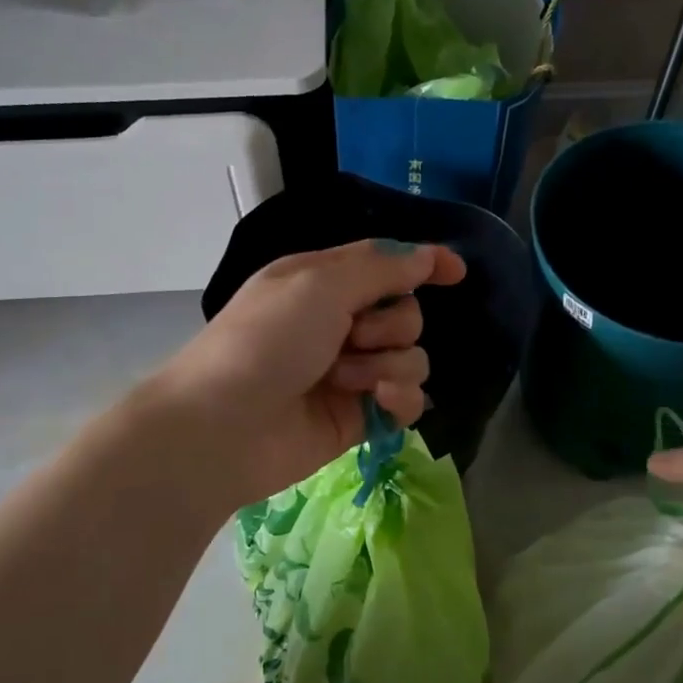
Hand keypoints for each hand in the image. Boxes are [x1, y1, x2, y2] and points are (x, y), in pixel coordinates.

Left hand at [150, 239, 466, 504]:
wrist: (225, 427)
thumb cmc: (265, 342)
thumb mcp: (319, 286)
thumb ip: (380, 269)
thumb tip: (426, 255)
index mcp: (323, 282)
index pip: (386, 263)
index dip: (423, 263)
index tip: (456, 273)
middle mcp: (340, 324)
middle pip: (406, 313)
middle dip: (389, 325)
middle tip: (350, 338)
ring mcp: (352, 372)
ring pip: (412, 357)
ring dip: (386, 364)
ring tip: (344, 379)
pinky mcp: (361, 416)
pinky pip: (407, 399)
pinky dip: (398, 398)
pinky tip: (377, 403)